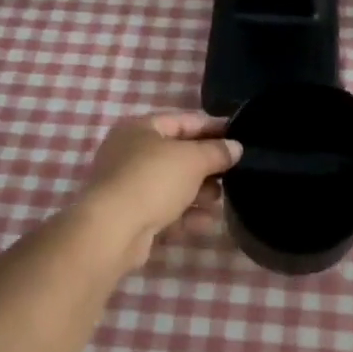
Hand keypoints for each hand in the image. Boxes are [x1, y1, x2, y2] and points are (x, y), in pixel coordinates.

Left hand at [77, 111, 241, 265]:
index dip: (213, 127)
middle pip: (178, 154)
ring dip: (199, 193)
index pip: (183, 121)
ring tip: (221, 200)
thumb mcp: (192, 160)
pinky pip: (165, 211)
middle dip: (207, 165)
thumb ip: (217, 151)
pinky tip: (206, 223)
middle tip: (233, 173)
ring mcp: (129, 186)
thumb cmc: (152, 180)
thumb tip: (235, 147)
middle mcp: (131, 153)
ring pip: (172, 185)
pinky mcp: (131, 216)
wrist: (112, 230)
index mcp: (140, 128)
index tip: (240, 137)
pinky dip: (186, 215)